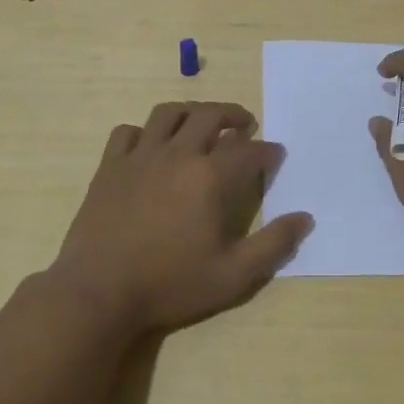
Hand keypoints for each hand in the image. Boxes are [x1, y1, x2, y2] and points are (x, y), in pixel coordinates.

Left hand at [49, 101, 312, 334]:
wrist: (98, 293)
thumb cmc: (169, 285)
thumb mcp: (233, 276)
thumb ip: (273, 245)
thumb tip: (305, 218)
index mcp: (210, 177)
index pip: (249, 151)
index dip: (268, 151)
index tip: (276, 154)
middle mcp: (177, 154)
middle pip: (210, 116)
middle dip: (234, 115)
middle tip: (245, 125)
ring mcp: (139, 156)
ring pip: (168, 113)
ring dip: (192, 111)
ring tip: (202, 121)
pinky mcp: (110, 166)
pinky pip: (128, 132)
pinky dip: (144, 131)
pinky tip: (151, 144)